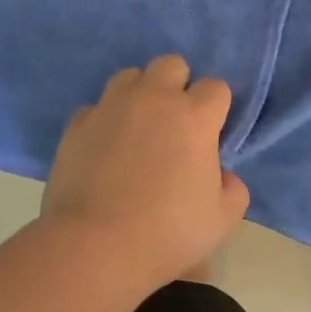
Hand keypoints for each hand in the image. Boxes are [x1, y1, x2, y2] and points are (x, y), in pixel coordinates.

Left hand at [42, 56, 250, 285]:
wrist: (94, 246)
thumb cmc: (167, 233)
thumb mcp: (222, 221)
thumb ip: (233, 190)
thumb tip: (222, 175)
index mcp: (195, 117)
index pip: (216, 87)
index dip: (216, 108)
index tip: (210, 135)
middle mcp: (154, 99)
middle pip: (171, 64)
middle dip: (178, 85)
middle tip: (174, 122)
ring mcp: (111, 107)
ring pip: (130, 76)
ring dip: (139, 94)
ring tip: (137, 127)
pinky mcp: (77, 124)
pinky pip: (96, 107)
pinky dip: (104, 120)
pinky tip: (104, 147)